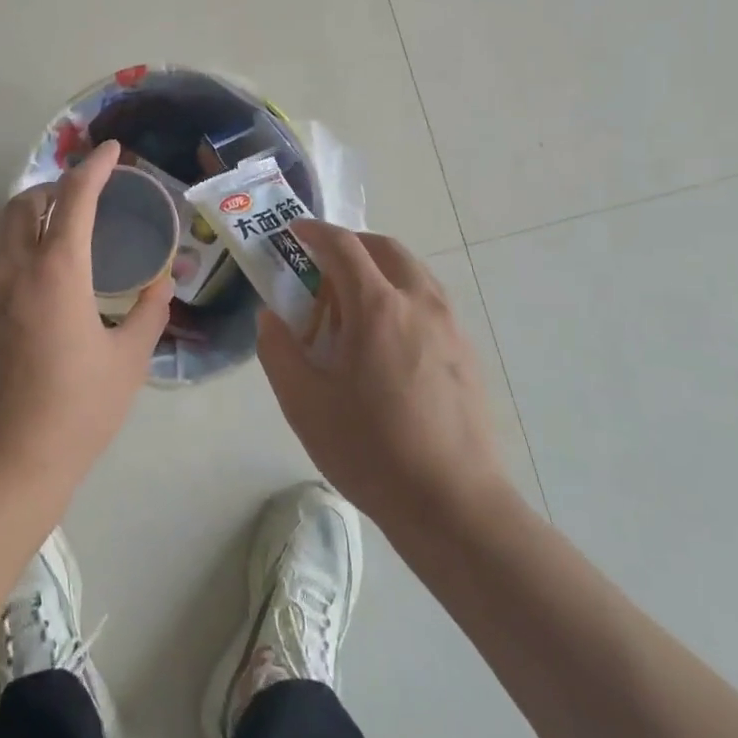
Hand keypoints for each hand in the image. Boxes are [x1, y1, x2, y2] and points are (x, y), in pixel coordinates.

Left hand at [0, 141, 172, 500]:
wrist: (2, 466)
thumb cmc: (75, 411)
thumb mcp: (127, 361)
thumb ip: (148, 312)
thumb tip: (162, 282)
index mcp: (57, 271)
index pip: (75, 197)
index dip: (95, 167)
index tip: (112, 151)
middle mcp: (15, 269)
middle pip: (26, 202)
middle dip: (56, 186)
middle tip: (88, 196)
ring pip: (6, 231)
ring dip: (35, 216)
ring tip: (69, 233)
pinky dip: (22, 248)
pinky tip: (46, 281)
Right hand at [258, 221, 512, 535]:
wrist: (454, 505)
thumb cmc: (371, 450)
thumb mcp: (304, 403)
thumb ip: (278, 351)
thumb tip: (271, 317)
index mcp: (376, 307)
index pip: (343, 246)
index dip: (315, 232)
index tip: (295, 232)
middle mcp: (419, 302)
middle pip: (386, 248)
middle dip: (352, 244)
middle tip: (323, 266)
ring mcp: (450, 326)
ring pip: (413, 272)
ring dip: (380, 269)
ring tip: (354, 303)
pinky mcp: (467, 352)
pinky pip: (430, 301)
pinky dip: (402, 295)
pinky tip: (387, 340)